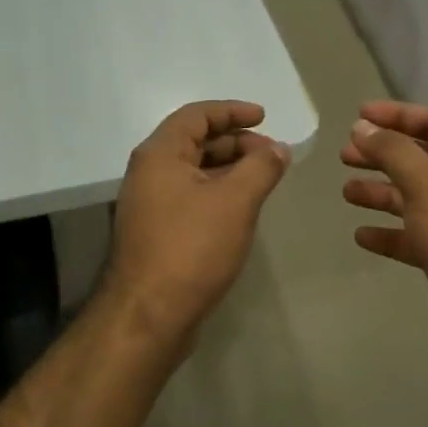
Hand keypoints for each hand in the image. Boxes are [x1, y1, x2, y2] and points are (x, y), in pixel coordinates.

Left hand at [101, 100, 291, 350]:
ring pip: (194, 171)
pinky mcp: (157, 231)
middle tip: (272, 154)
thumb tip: (279, 148)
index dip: (232, 111)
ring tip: (264, 178)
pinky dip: (218, 192)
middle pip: (195, 141)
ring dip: (229, 168)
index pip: (197, 115)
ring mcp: (150, 204)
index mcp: (159, 154)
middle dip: (236, 142)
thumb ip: (261, 167)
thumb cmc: (191, 248)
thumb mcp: (235, 201)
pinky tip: (242, 207)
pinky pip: (191, 196)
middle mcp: (149, 172)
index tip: (264, 117)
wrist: (148, 315)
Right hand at [342, 101, 427, 365]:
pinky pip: (413, 236)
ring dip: (381, 192)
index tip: (358, 116)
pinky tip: (362, 235)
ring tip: (346, 191)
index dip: (397, 115)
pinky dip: (388, 233)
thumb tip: (362, 127)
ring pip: (414, 198)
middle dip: (382, 154)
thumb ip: (393, 151)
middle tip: (345, 154)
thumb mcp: (426, 184)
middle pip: (420, 159)